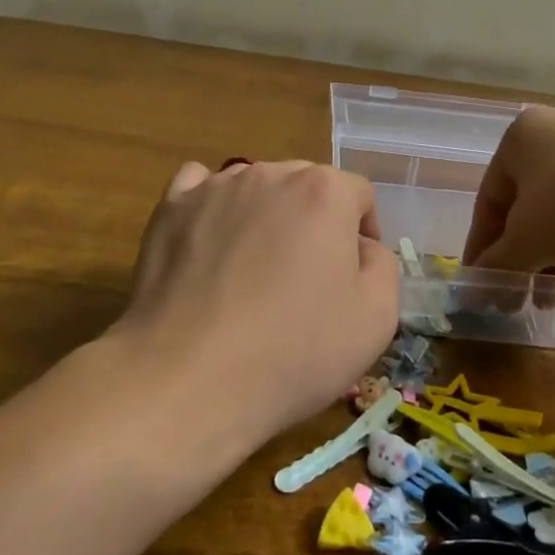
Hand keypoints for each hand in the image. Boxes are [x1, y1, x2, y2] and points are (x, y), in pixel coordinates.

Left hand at [111, 160, 399, 443]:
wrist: (188, 379)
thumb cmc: (293, 351)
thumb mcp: (377, 319)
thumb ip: (382, 265)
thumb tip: (359, 247)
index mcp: (325, 192)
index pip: (358, 193)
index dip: (364, 231)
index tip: (354, 273)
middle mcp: (270, 174)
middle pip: (306, 184)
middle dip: (316, 221)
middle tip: (308, 276)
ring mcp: (214, 187)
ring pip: (256, 187)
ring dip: (266, 215)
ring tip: (255, 269)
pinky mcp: (171, 208)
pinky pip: (200, 187)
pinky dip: (213, 206)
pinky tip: (211, 242)